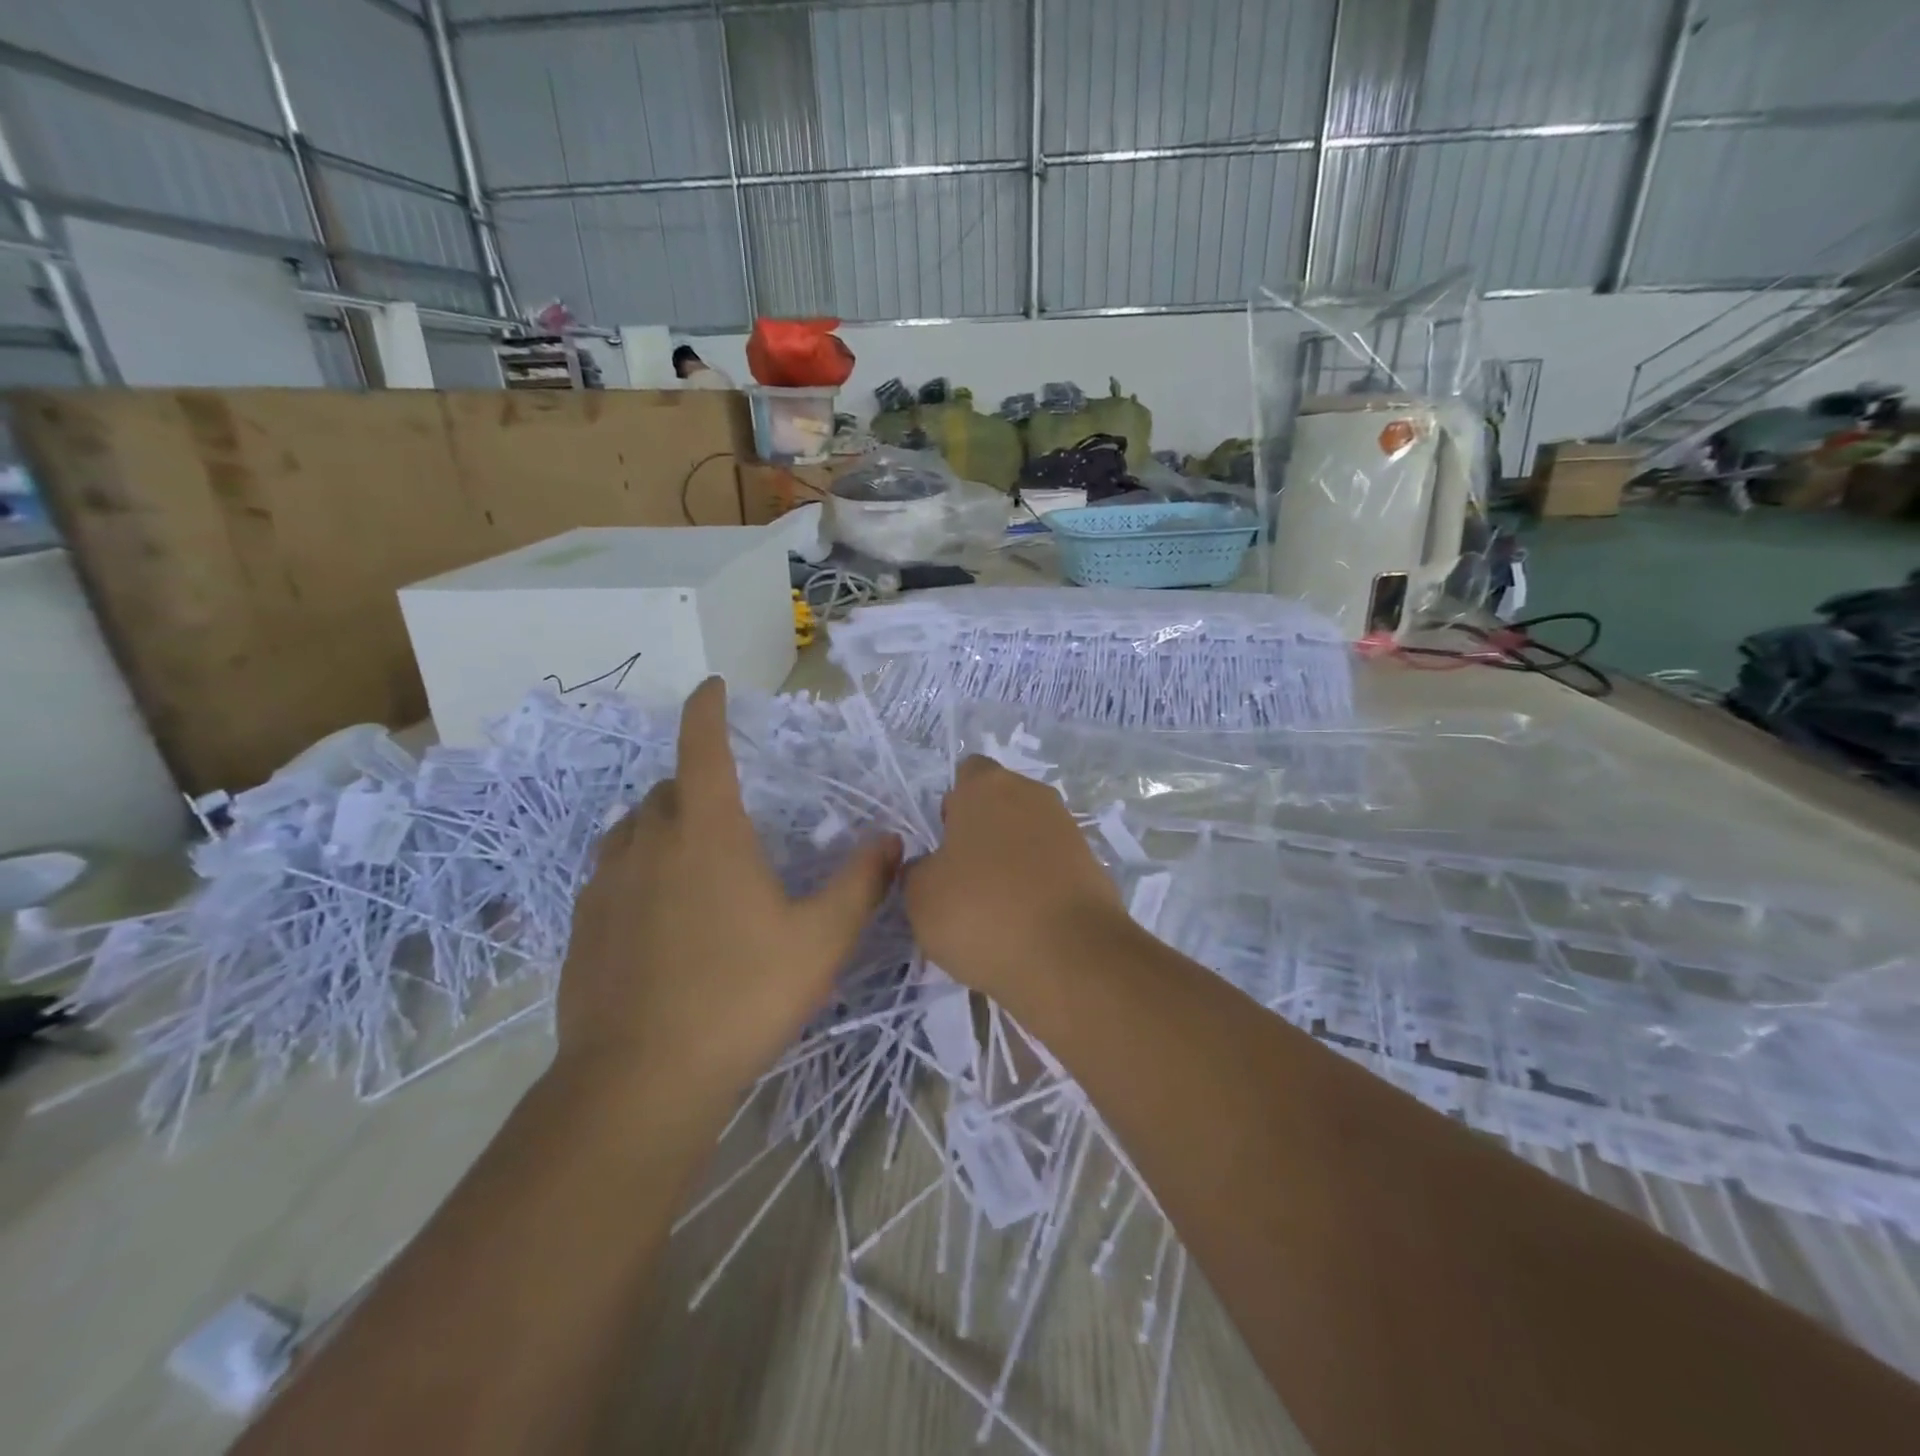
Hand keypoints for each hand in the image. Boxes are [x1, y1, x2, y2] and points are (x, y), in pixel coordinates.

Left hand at [553, 677, 900, 1102]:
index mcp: (707, 834)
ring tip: (692, 851)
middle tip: (729, 807)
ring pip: (633, 828)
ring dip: (662, 823)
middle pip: (667, 789)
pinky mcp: (583, 926)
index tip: (712, 686)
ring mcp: (607, 884)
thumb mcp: (820, 941)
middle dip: (695, 782)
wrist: (641, 1080)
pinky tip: (656, 907)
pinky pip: (611, 871)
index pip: (703, 749)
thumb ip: (861, 884)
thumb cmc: (741, 996)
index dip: (708, 711)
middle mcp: (650, 844)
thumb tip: (891, 840)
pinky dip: (637, 866)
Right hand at [904, 755, 1122, 997]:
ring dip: (1011, 862)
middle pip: (1000, 804)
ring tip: (995, 911)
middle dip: (982, 834)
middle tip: (964, 880)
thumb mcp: (920, 896)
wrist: (1070, 958)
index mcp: (987, 787)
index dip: (953, 805)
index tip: (944, 842)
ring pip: (1028, 836)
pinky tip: (1026, 925)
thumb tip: (934, 867)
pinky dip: (1038, 888)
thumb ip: (919, 870)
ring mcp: (1068, 829)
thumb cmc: (981, 912)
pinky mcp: (1092, 866)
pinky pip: (1052, 867)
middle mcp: (1033, 795)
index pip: (967, 774)